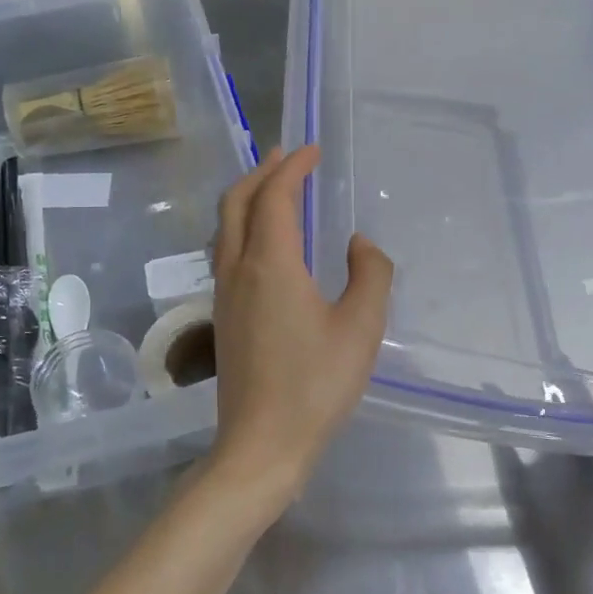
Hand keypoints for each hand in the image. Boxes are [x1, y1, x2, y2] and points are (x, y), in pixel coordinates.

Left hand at [209, 146, 393, 503]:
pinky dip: (243, 226)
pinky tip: (265, 243)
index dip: (292, 167)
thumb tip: (358, 243)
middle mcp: (238, 270)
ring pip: (225, 226)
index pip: (275, 196)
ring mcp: (224, 294)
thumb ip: (370, 274)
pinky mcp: (222, 316)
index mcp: (270, 264)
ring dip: (247, 198)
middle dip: (261, 172)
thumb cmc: (316, 386)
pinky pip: (226, 251)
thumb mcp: (361, 328)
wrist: (261, 444)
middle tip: (287, 157)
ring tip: (274, 189)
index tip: (312, 149)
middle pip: (237, 202)